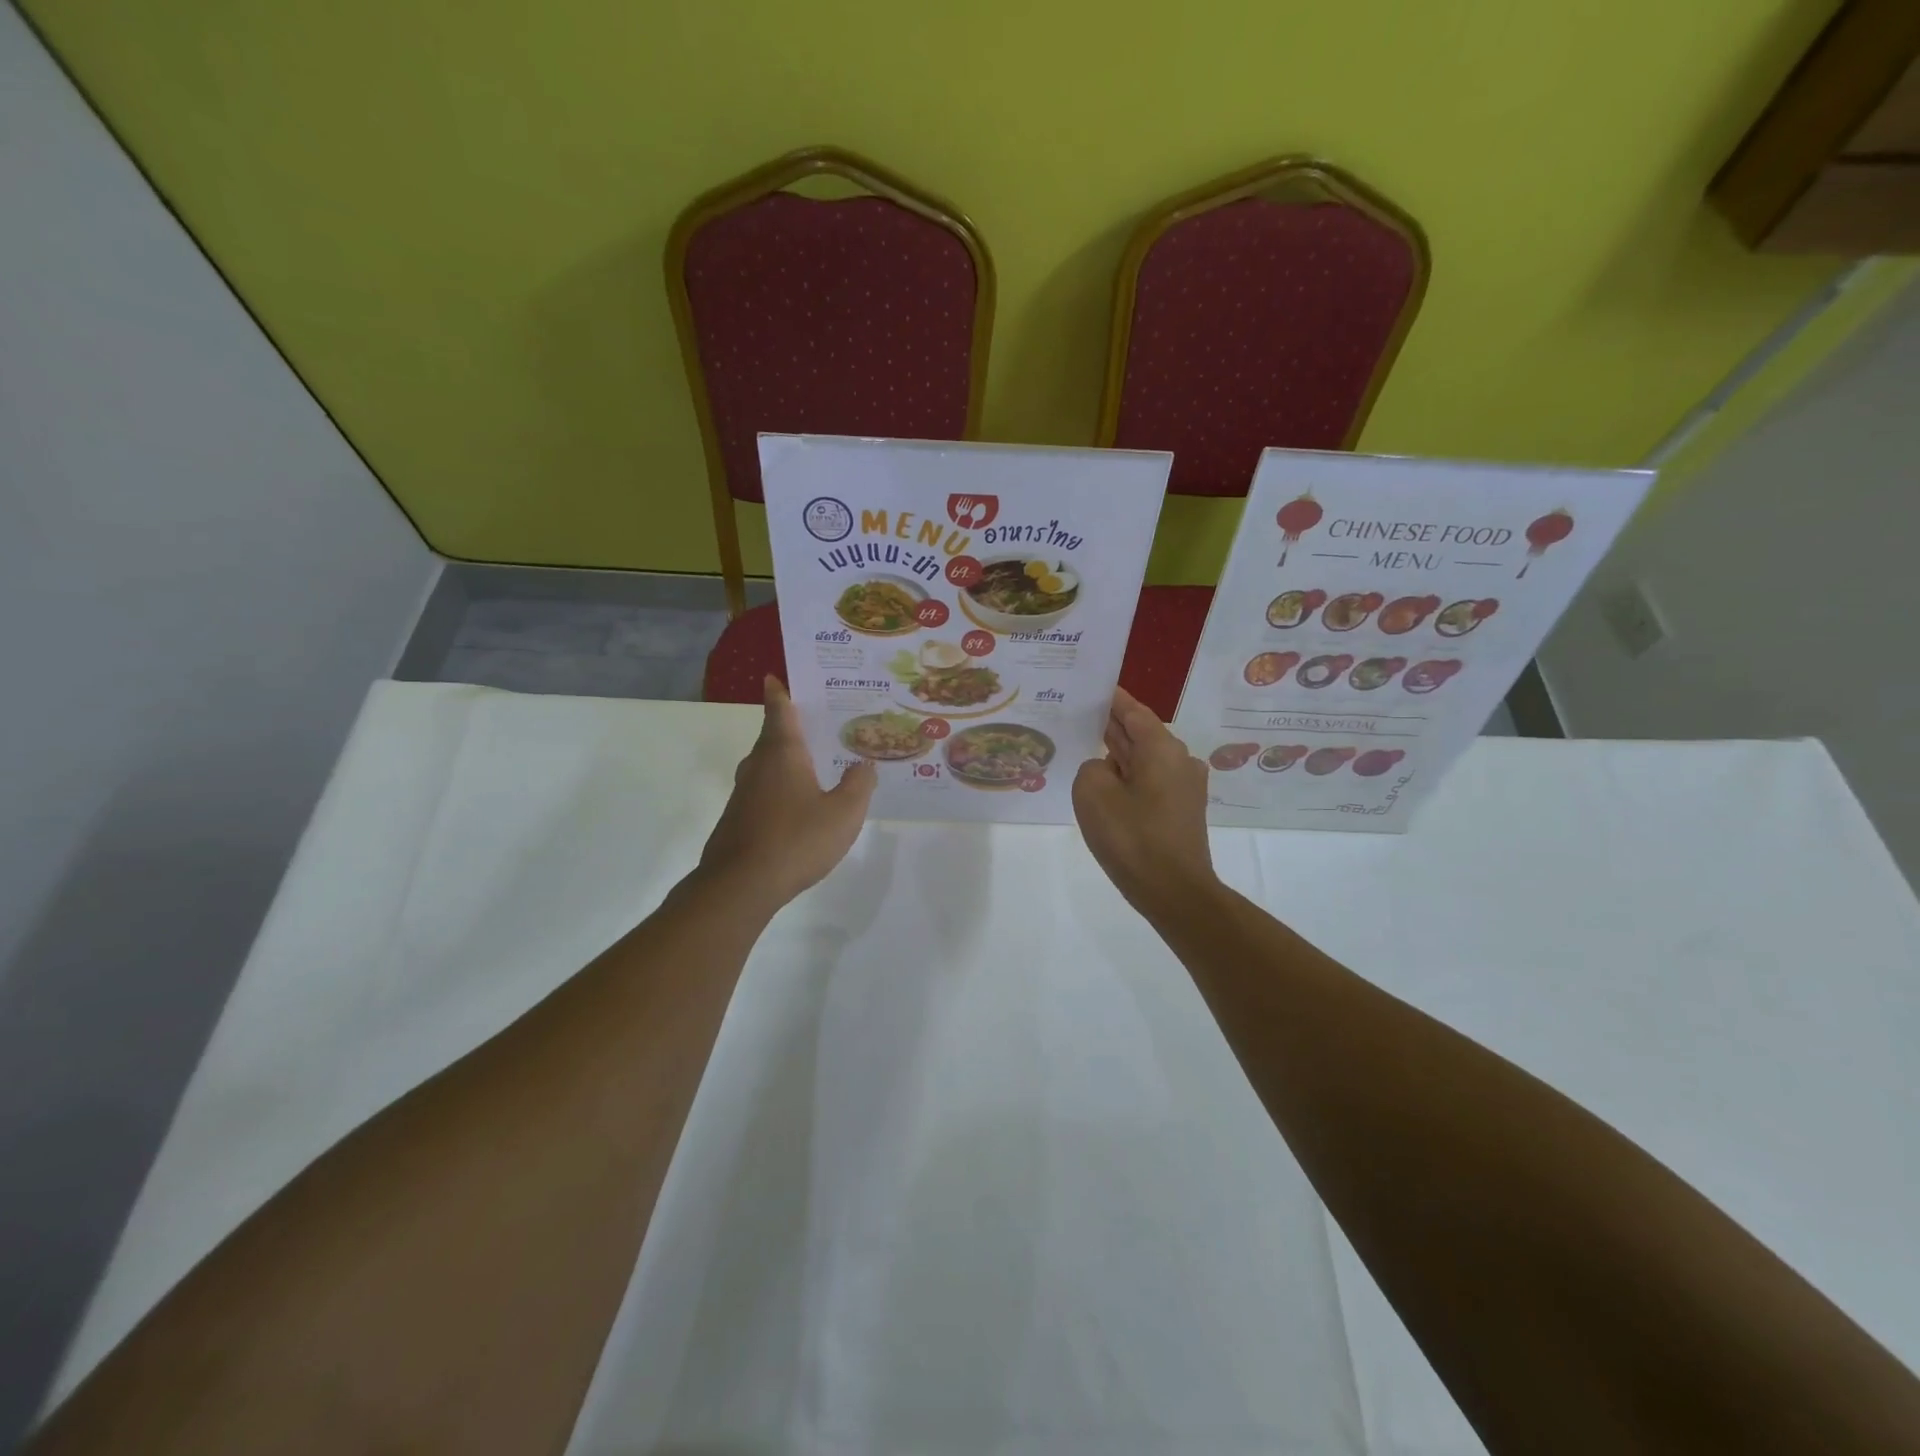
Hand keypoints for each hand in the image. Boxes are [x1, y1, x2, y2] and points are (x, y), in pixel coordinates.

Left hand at [699, 676, 876, 912]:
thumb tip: (864, 764)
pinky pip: (765, 791)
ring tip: (817, 764)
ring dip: (789, 760)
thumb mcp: (843, 813)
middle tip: (822, 723)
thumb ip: (859, 785)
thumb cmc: (796, 840)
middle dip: (793, 728)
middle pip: (774, 737)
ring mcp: (744, 793)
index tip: (774, 676)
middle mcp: (758, 765)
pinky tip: (800, 806)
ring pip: (768, 766)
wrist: (740, 885)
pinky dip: (782, 788)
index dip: (779, 692)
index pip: (779, 710)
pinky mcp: (738, 818)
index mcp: (782, 753)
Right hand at [1073, 687, 1216, 916]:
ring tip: (1085, 752)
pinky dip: (1128, 779)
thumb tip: (1106, 770)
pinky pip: (1150, 782)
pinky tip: (1105, 788)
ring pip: (1145, 760)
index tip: (1091, 687)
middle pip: (1140, 734)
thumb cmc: (1132, 837)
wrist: (1174, 891)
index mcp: (1162, 748)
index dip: (1111, 699)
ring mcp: (1184, 787)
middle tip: (1078, 718)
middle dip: (1111, 727)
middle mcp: (1180, 760)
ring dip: (1119, 756)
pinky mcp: (1182, 811)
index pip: (1133, 711)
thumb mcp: (1092, 792)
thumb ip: (1092, 767)